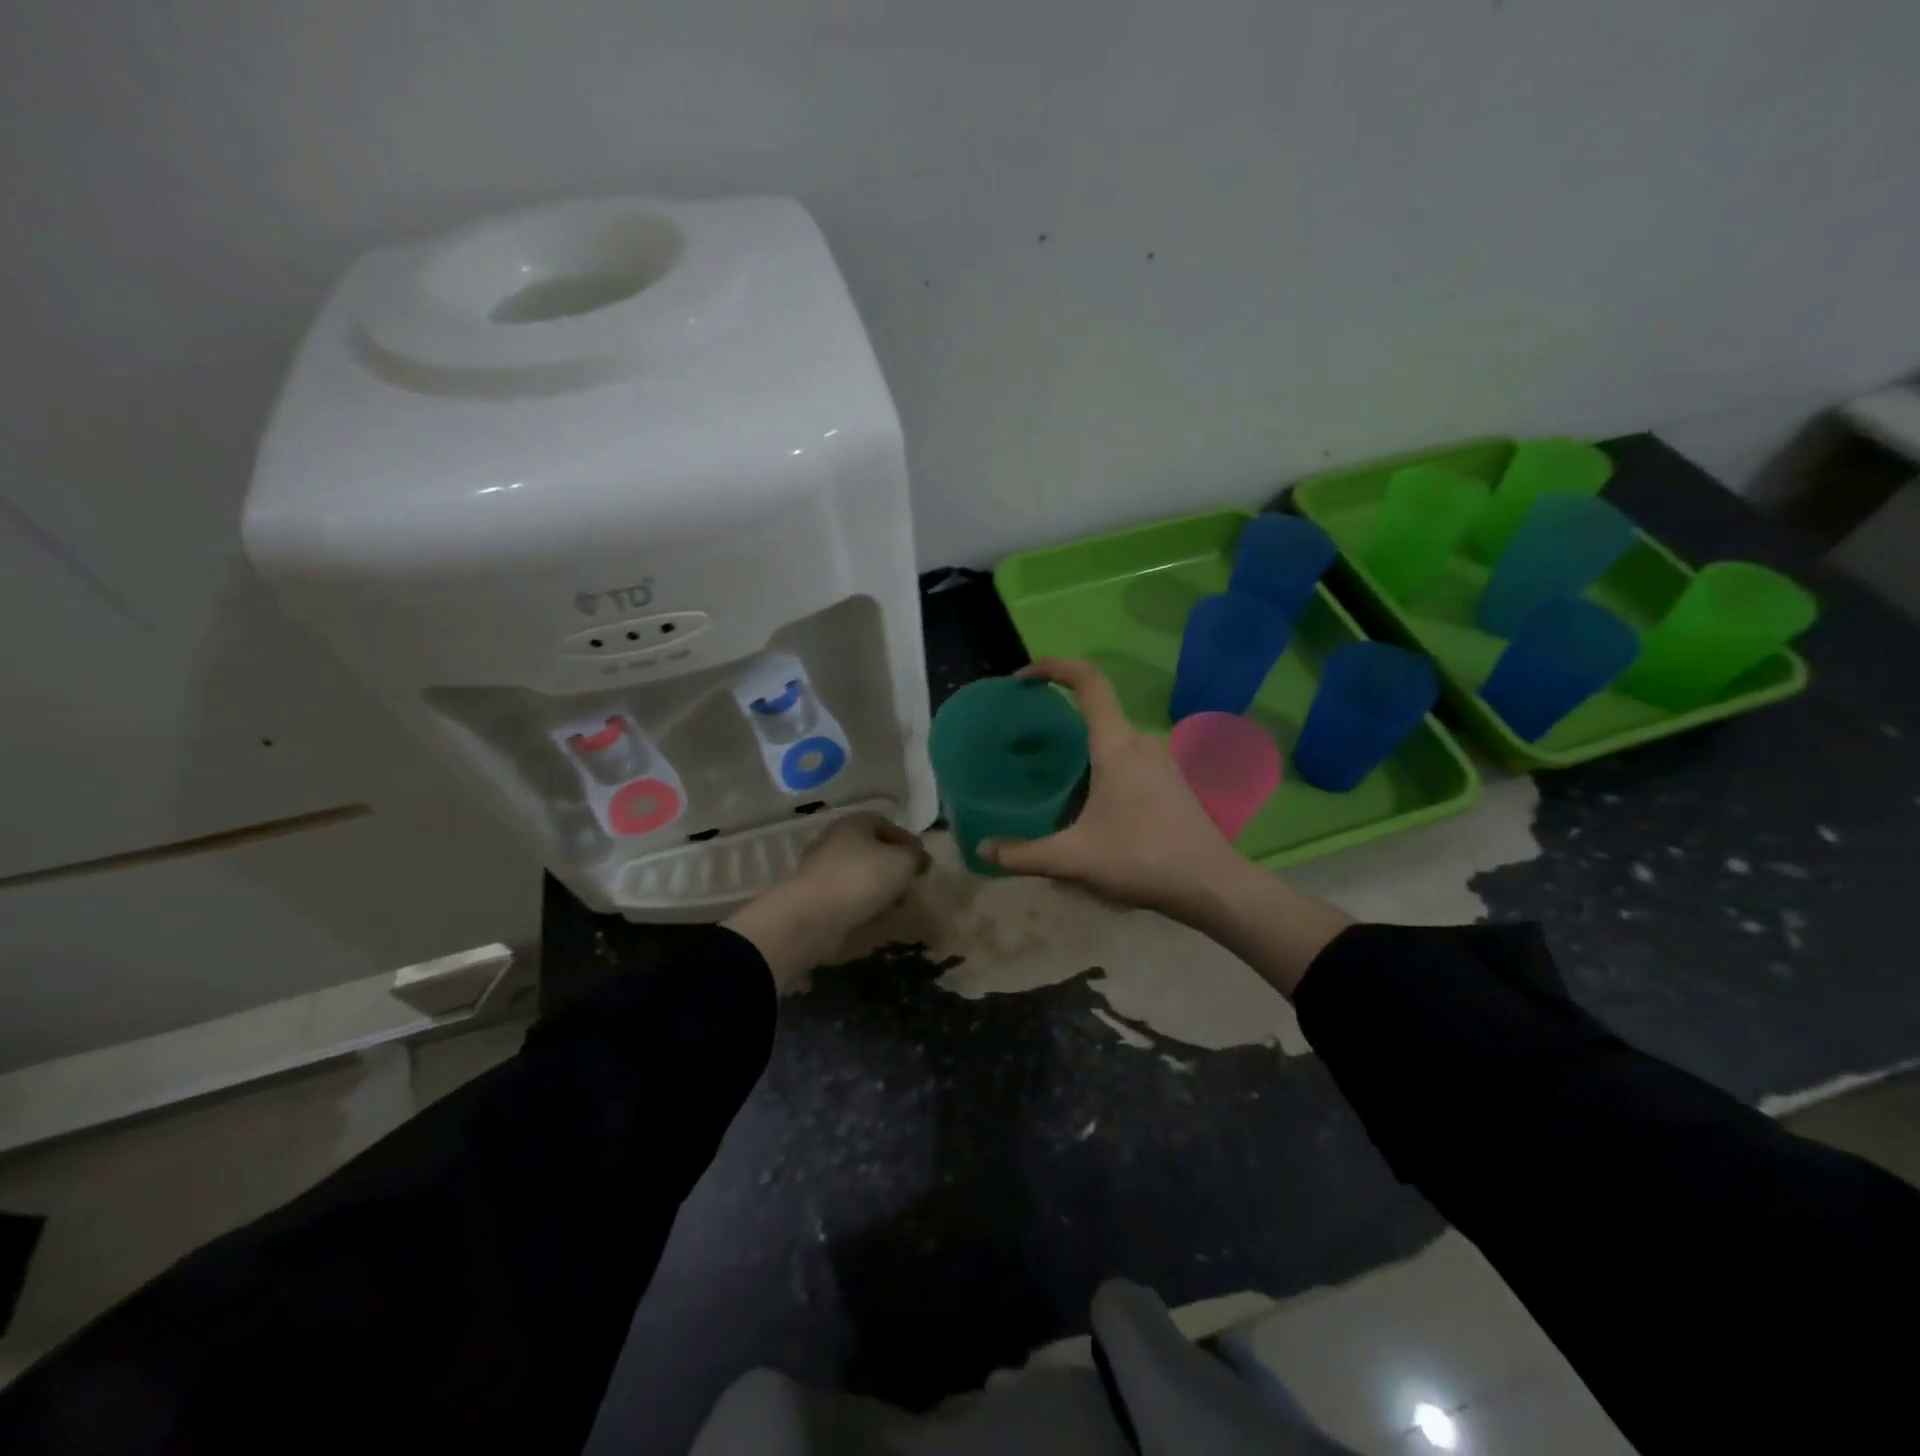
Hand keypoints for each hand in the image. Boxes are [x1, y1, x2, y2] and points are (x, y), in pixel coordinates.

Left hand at [724, 811, 929, 989]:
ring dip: (880, 891)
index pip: (884, 824)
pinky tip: (878, 920)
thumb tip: (918, 859)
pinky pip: (848, 900)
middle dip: (893, 868)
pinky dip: (864, 908)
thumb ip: (915, 857)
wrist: (811, 918)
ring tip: (899, 907)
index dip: (906, 840)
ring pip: (860, 877)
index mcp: (853, 824)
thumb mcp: (902, 862)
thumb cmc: (860, 878)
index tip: (923, 861)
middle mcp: (834, 842)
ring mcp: (822, 872)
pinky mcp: (816, 900)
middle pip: (871, 851)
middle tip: (912, 884)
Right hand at [978, 658, 1249, 925]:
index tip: (1022, 678)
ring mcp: (1161, 761)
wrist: (1212, 886)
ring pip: (1112, 736)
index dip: (1054, 667)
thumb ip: (1023, 854)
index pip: (1089, 681)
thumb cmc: (1141, 859)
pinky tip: (1088, 802)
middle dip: (1059, 714)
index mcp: (1116, 744)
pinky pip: (1127, 756)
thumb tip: (982, 849)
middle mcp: (1141, 742)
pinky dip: (1101, 762)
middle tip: (1025, 739)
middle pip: (1097, 709)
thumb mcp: (1073, 859)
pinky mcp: (1171, 781)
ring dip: (1081, 744)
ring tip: (1051, 773)